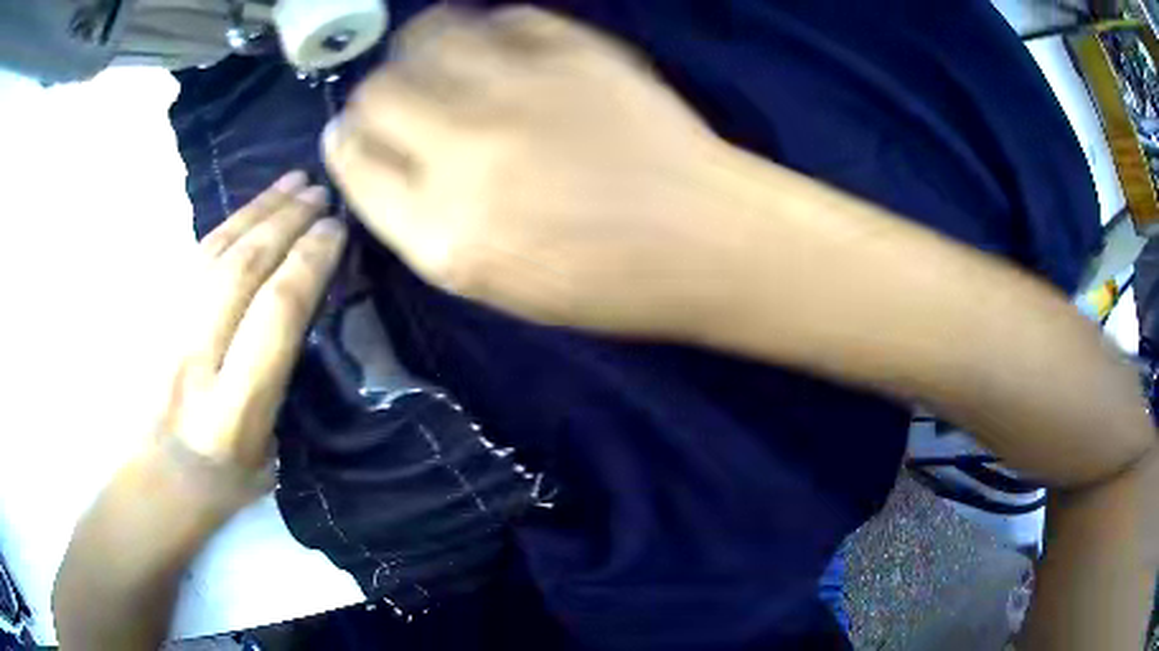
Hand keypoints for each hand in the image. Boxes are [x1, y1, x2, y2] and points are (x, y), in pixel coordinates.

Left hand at [162, 172, 345, 470]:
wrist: (154, 482)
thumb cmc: (222, 483)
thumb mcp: (270, 455)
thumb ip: (281, 383)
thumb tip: (299, 314)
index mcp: (233, 411)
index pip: (276, 314)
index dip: (309, 262)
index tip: (335, 231)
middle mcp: (195, 363)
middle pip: (242, 269)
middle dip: (286, 222)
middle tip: (319, 192)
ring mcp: (166, 335)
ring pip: (213, 253)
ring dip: (256, 211)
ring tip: (291, 183)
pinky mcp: (152, 320)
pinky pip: (192, 259)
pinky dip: (226, 226)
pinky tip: (248, 210)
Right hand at [324, 6, 741, 337]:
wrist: (707, 240)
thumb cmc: (606, 281)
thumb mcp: (496, 282)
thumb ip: (426, 223)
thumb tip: (380, 162)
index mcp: (445, 231)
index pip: (356, 165)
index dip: (346, 144)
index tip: (352, 135)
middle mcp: (467, 152)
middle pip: (378, 94)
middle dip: (374, 96)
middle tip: (398, 99)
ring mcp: (521, 91)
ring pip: (429, 40)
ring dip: (421, 48)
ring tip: (439, 61)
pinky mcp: (573, 53)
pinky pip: (504, 18)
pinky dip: (489, 28)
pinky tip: (500, 47)